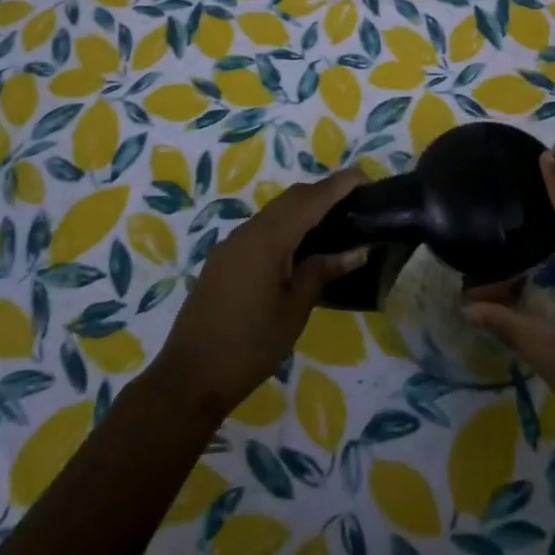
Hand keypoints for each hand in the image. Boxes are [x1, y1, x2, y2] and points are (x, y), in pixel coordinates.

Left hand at [152, 168, 368, 419]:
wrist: (190, 377)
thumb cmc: (250, 346)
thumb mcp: (294, 310)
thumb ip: (322, 272)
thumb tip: (355, 251)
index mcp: (268, 239)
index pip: (310, 199)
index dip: (338, 185)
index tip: (365, 177)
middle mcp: (247, 232)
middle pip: (290, 199)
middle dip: (322, 193)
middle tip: (354, 201)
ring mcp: (231, 245)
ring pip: (274, 213)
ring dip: (303, 209)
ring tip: (333, 223)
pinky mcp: (223, 261)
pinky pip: (260, 230)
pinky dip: (285, 227)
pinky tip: (299, 248)